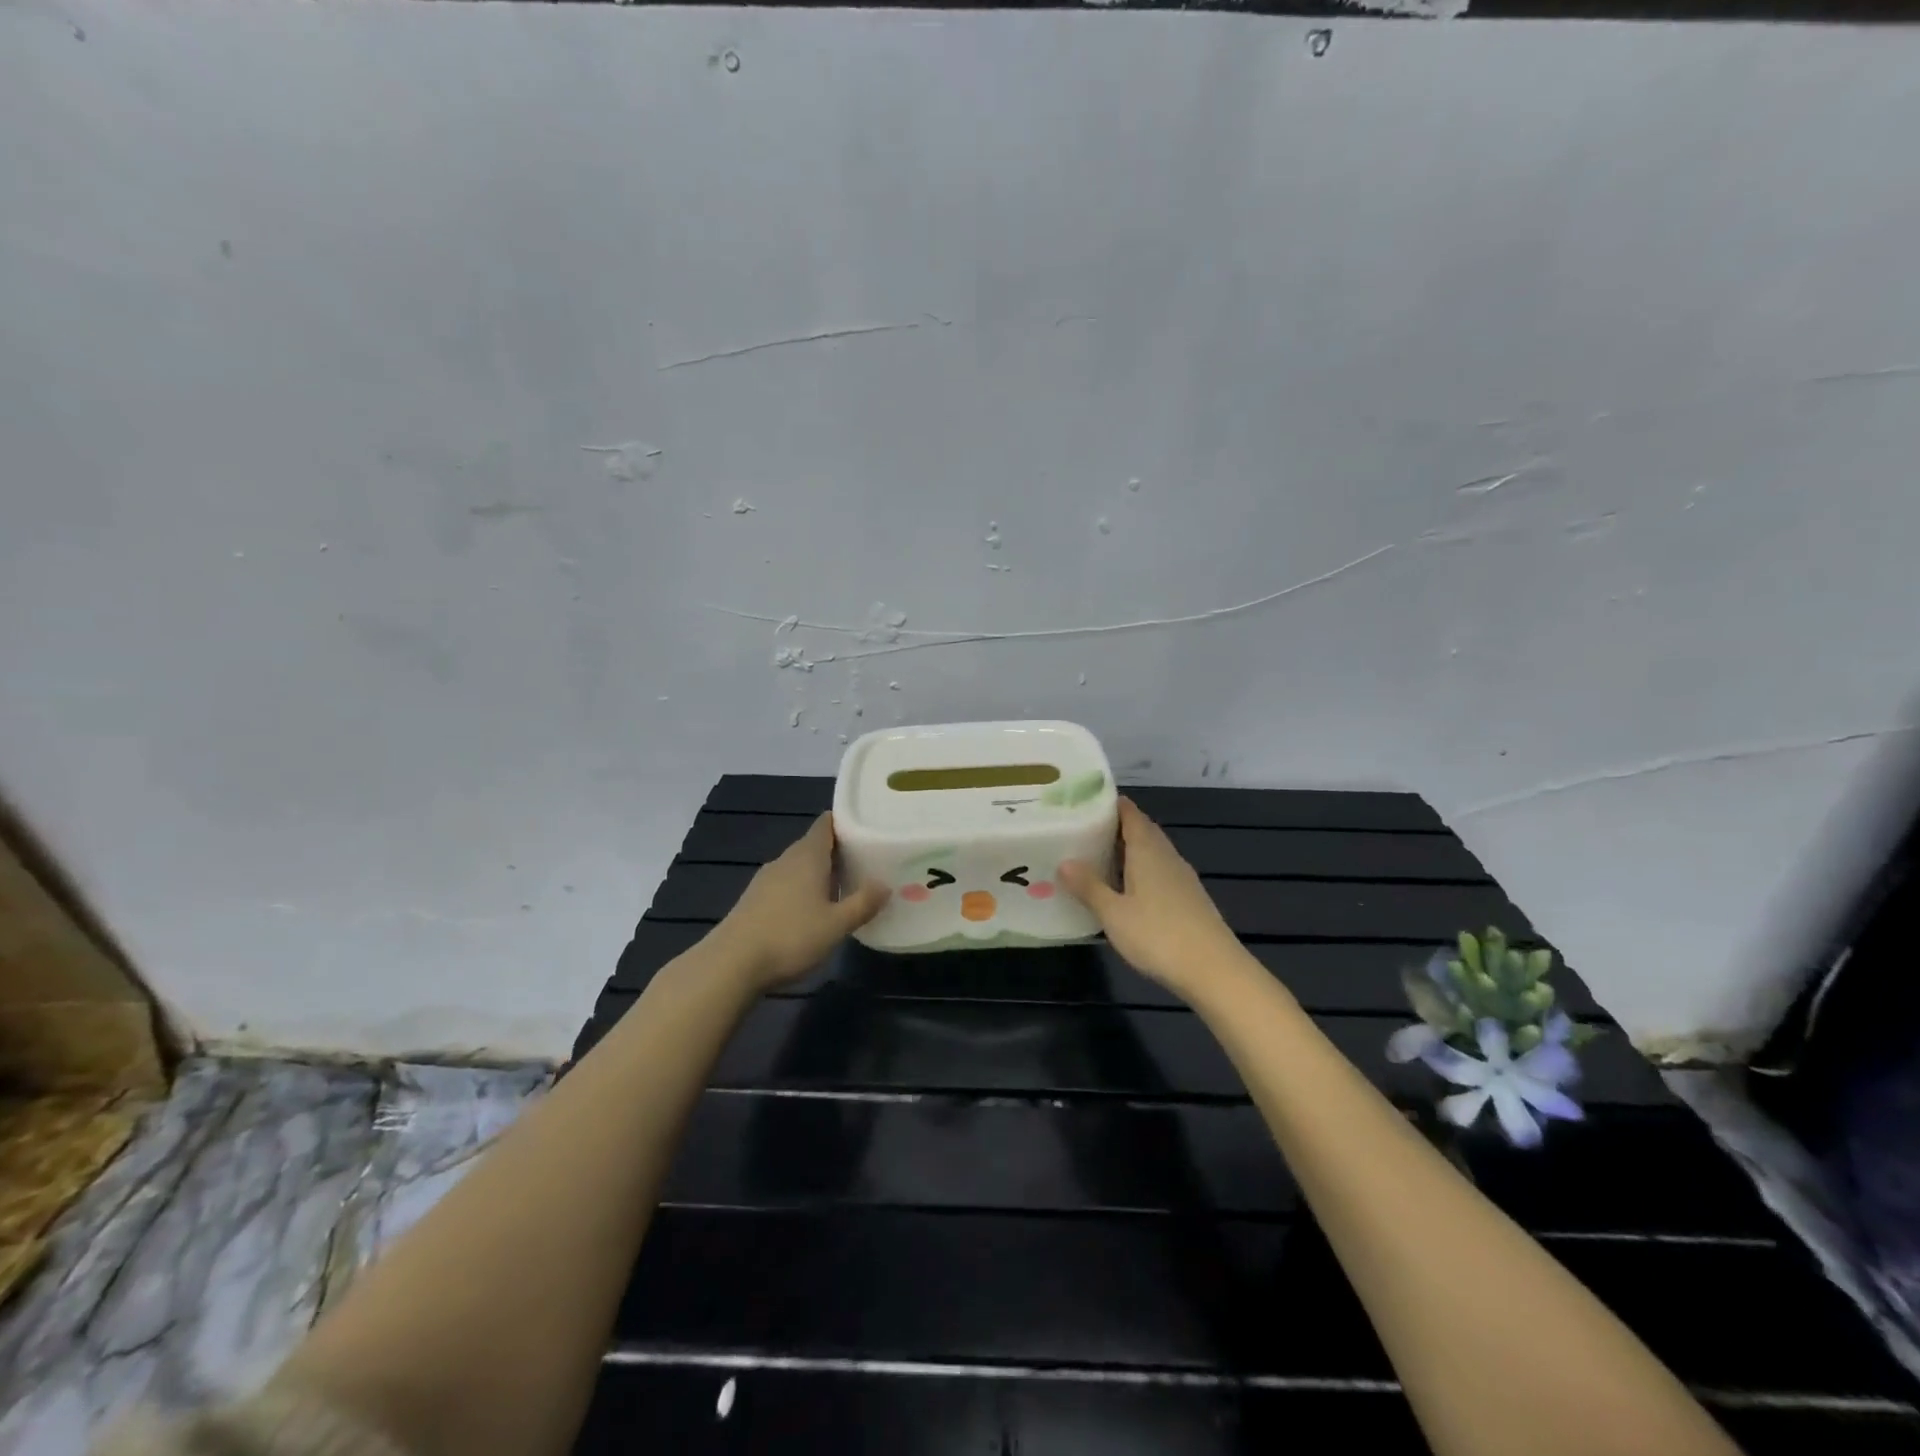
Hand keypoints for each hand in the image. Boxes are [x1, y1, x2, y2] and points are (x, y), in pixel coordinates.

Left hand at [707, 813, 888, 990]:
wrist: (732, 964)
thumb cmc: (790, 937)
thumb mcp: (836, 925)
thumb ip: (863, 903)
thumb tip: (885, 885)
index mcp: (807, 856)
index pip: (826, 824)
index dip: (845, 822)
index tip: (867, 829)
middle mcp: (786, 859)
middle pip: (814, 844)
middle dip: (838, 851)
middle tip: (865, 862)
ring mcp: (766, 879)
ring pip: (799, 866)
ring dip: (819, 872)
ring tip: (844, 887)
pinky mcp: (754, 899)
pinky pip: (786, 883)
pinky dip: (802, 888)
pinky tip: (812, 910)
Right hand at [1059, 798, 1245, 1000]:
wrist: (1214, 971)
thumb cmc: (1159, 935)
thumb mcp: (1113, 913)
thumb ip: (1089, 887)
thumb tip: (1064, 861)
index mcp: (1147, 850)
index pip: (1130, 813)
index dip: (1110, 804)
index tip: (1085, 802)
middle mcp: (1166, 856)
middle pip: (1142, 830)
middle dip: (1115, 827)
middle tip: (1083, 831)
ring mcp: (1181, 877)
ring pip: (1152, 852)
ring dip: (1128, 850)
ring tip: (1098, 857)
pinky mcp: (1189, 898)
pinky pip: (1159, 872)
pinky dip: (1140, 871)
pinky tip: (1126, 889)